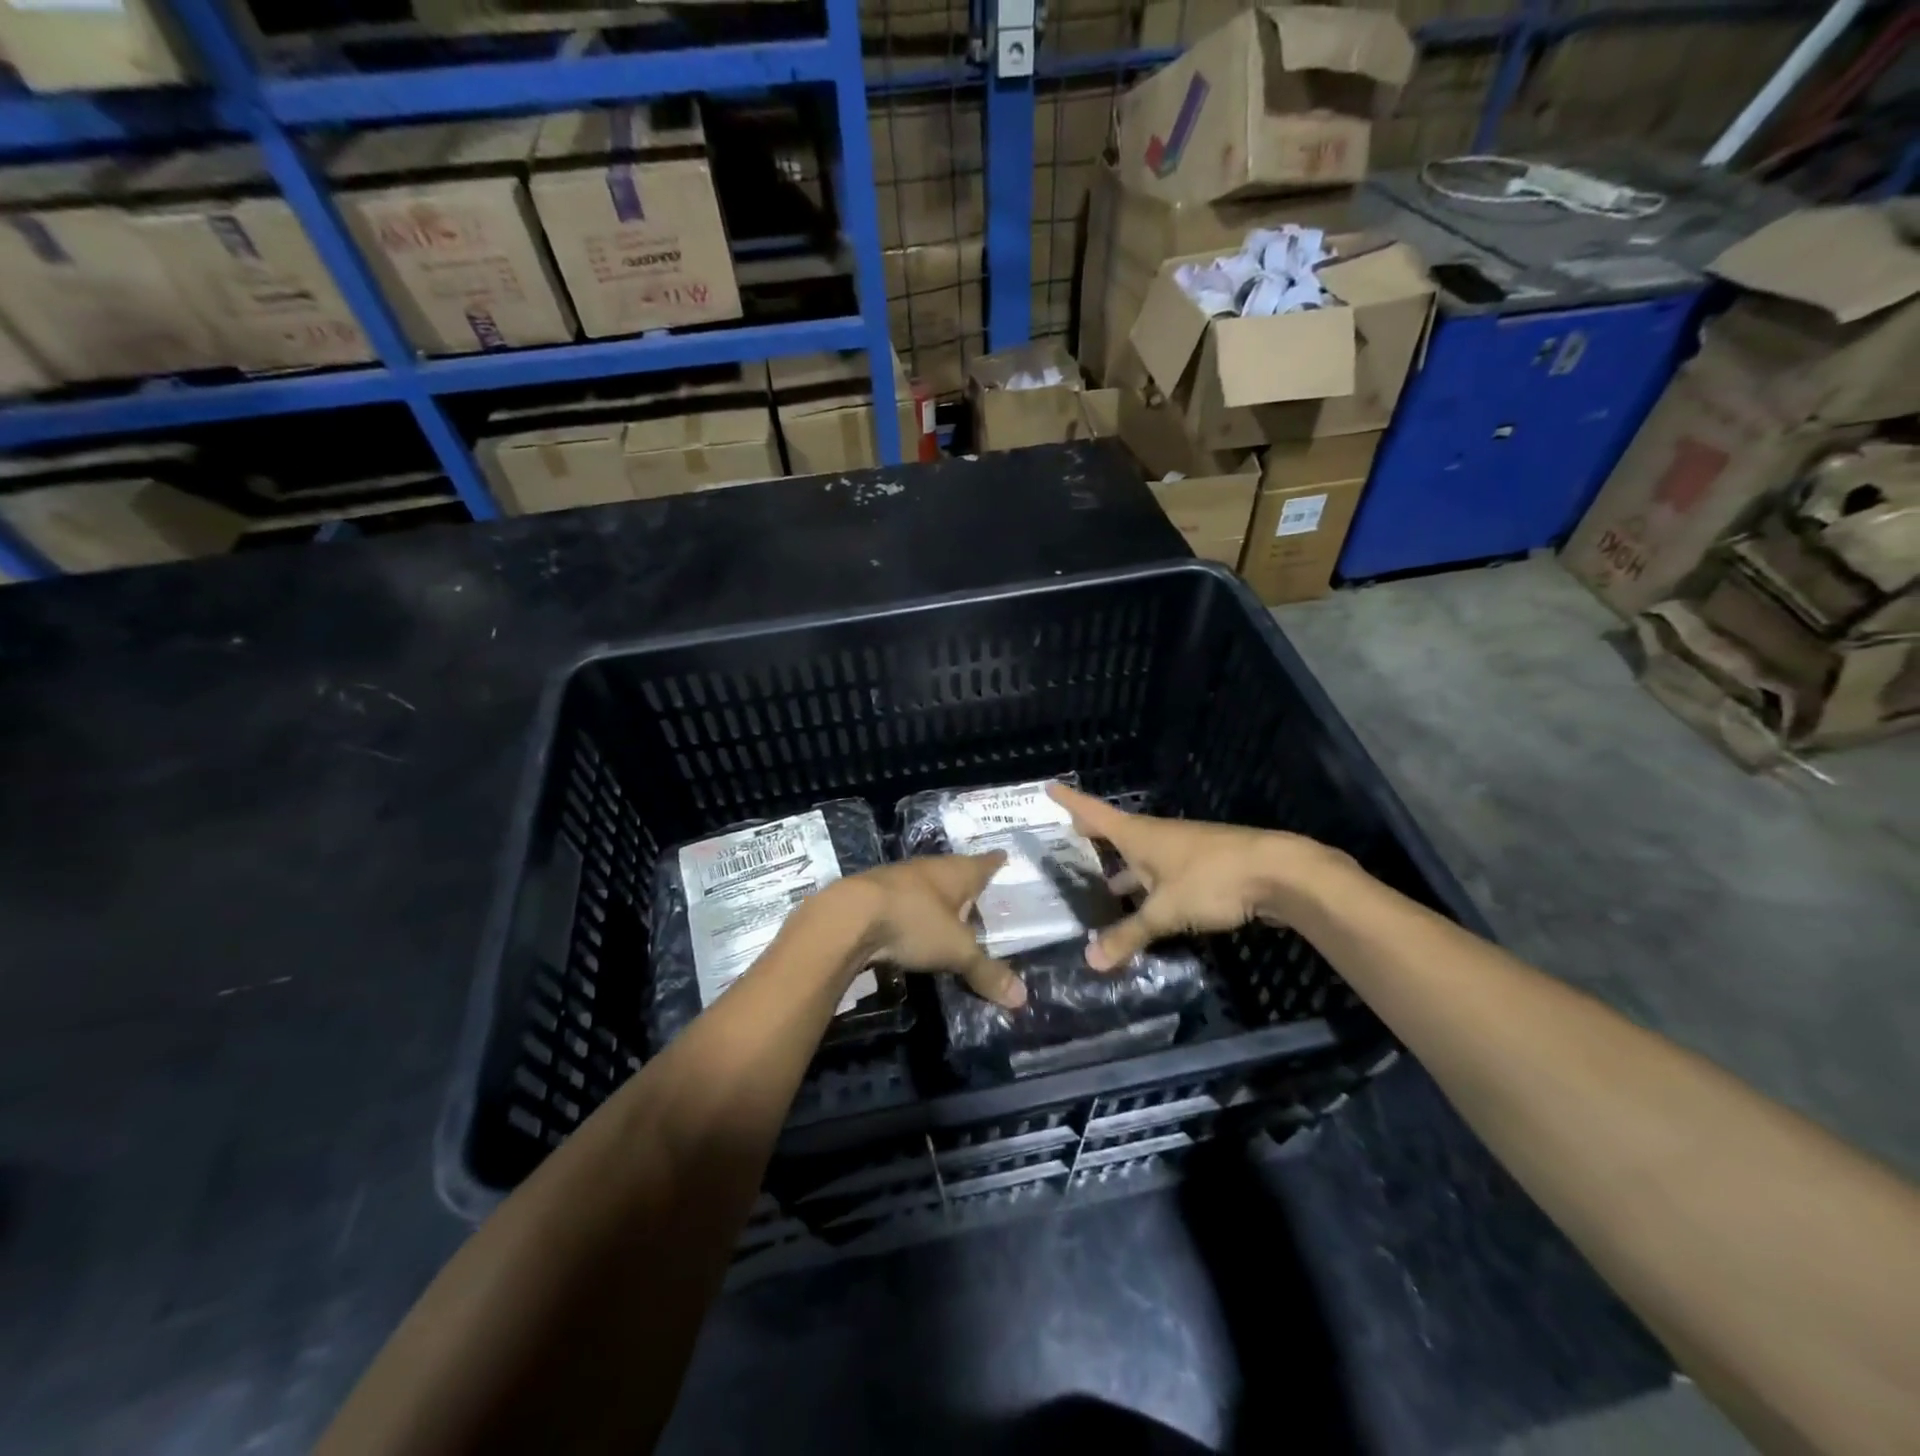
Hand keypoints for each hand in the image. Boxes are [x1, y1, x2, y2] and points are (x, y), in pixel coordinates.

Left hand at [835, 854, 1026, 1007]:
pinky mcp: (872, 896)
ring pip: (925, 885)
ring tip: (949, 910)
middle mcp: (927, 869)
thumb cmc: (913, 922)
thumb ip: (986, 972)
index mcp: (955, 873)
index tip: (1003, 855)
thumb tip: (1022, 998)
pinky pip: (902, 901)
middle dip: (965, 881)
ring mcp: (897, 880)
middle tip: (980, 890)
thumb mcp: (956, 951)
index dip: (994, 863)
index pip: (982, 864)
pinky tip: (912, 924)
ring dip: (936, 896)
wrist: (847, 917)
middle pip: (953, 872)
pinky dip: (912, 911)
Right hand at [1047, 784, 1329, 970]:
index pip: (1094, 813)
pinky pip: (1165, 874)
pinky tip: (1149, 907)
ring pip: (1144, 857)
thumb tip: (1090, 960)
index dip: (1071, 802)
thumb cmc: (1211, 880)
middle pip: (1118, 833)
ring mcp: (1183, 851)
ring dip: (1125, 868)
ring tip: (1107, 886)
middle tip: (1073, 837)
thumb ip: (1129, 935)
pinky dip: (1149, 885)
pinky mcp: (1205, 868)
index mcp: (1139, 836)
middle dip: (1095, 836)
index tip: (1050, 788)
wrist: (1278, 873)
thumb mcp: (1164, 912)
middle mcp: (1158, 837)